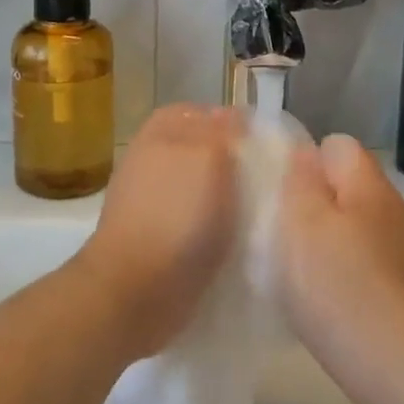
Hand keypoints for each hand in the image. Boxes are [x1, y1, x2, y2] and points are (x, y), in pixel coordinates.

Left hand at [76, 105, 242, 360]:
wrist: (135, 291)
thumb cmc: (176, 215)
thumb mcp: (208, 156)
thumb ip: (222, 130)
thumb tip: (233, 115)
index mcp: (162, 131)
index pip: (205, 112)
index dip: (236, 124)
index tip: (266, 144)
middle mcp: (153, 159)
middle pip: (203, 149)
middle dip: (234, 161)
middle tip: (268, 178)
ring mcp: (152, 200)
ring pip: (201, 185)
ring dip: (227, 197)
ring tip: (258, 212)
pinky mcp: (157, 238)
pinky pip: (195, 220)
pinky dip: (215, 228)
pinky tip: (236, 240)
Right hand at [277, 134, 403, 403]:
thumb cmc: (342, 288)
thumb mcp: (302, 224)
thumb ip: (300, 181)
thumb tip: (305, 155)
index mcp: (369, 185)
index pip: (337, 145)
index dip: (305, 162)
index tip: (278, 193)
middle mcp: (395, 210)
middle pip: (347, 188)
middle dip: (314, 206)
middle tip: (281, 236)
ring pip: (357, 229)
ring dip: (329, 244)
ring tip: (299, 275)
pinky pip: (369, 266)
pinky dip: (347, 277)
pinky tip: (328, 305)